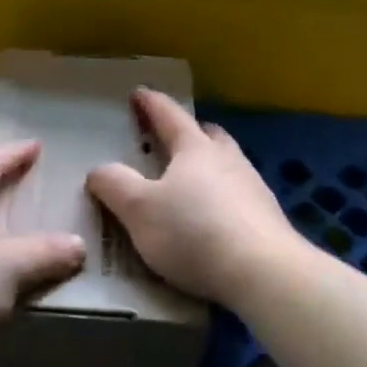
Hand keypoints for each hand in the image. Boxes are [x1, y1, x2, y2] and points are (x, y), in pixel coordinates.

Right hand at [87, 89, 302, 307]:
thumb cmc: (193, 232)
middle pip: (208, 135)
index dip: (151, 104)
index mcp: (194, 149)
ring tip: (191, 182)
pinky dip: (222, 198)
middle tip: (172, 138)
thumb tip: (99, 170)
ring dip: (209, 166)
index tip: (139, 93)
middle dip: (189, 132)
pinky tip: (214, 219)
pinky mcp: (268, 218)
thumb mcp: (138, 210)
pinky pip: (239, 196)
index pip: (169, 116)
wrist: (263, 273)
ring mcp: (253, 188)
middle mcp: (228, 160)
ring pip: (228, 164)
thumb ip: (115, 186)